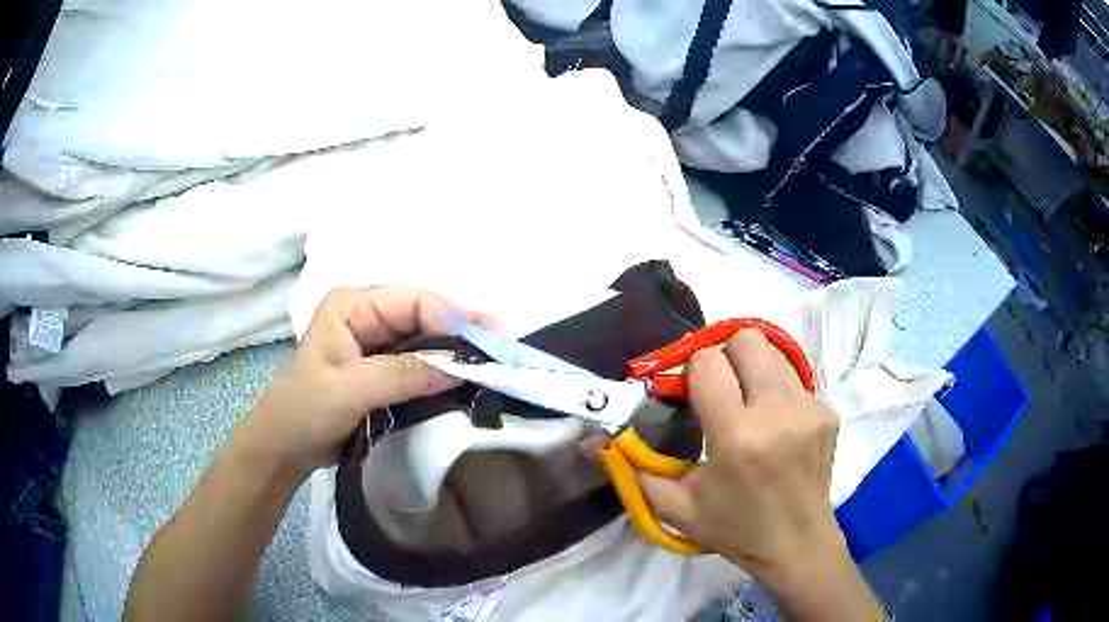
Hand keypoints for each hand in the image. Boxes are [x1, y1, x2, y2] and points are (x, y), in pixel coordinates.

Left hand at [236, 286, 494, 477]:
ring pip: (427, 340)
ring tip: (496, 361)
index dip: (453, 316)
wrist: (286, 446)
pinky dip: (445, 371)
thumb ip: (402, 374)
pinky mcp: (385, 370)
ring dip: (458, 351)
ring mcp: (378, 344)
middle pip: (425, 316)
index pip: (412, 301)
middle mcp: (369, 317)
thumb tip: (462, 366)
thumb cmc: (304, 410)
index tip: (489, 338)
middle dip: (462, 331)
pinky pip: (422, 364)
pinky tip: (469, 377)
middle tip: (503, 346)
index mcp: (353, 306)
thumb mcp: (349, 390)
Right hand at [640, 330, 881, 619]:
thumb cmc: (735, 529)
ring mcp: (808, 408)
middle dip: (725, 356)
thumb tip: (598, 438)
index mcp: (736, 436)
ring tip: (748, 406)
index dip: (692, 371)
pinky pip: (793, 379)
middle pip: (746, 339)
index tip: (691, 394)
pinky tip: (776, 427)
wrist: (798, 543)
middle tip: (721, 388)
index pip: (708, 361)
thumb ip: (635, 470)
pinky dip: (776, 392)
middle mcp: (777, 412)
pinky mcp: (827, 411)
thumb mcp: (677, 508)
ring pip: (772, 353)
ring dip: (752, 371)